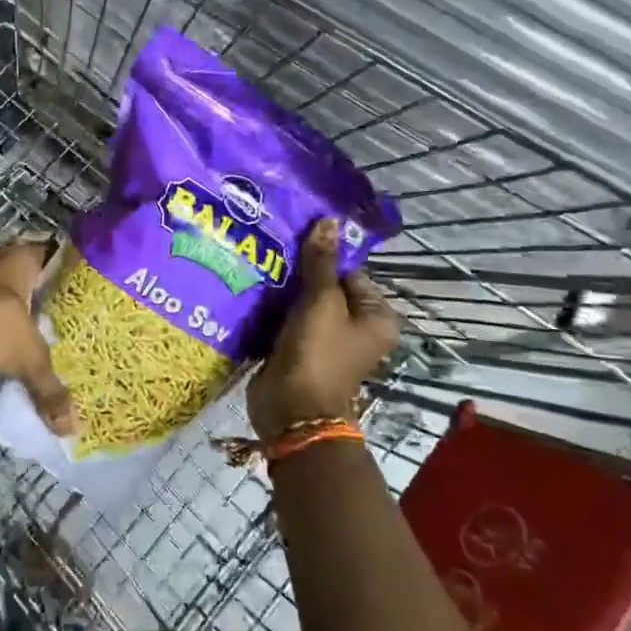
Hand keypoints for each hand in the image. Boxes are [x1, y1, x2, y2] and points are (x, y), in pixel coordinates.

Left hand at [0, 238, 73, 435]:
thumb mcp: (29, 358)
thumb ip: (49, 388)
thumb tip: (70, 429)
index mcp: (21, 258)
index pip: (49, 254)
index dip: (60, 269)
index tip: (72, 286)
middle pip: (19, 268)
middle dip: (31, 289)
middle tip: (49, 310)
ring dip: (2, 299)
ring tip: (19, 324)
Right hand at [249, 218, 400, 441]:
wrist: (291, 411)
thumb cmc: (317, 353)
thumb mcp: (321, 302)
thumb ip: (321, 261)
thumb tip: (329, 219)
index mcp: (377, 317)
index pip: (350, 271)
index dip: (322, 255)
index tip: (292, 239)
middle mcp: (357, 328)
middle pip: (327, 286)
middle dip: (298, 272)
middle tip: (270, 248)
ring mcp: (327, 340)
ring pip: (304, 303)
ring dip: (283, 289)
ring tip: (258, 263)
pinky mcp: (300, 349)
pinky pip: (288, 320)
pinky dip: (273, 308)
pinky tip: (253, 289)